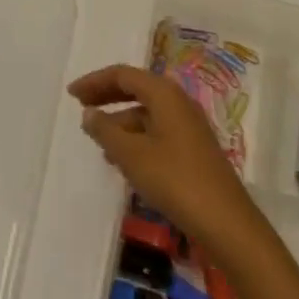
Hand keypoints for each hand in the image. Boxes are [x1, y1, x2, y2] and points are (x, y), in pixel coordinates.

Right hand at [69, 64, 262, 253]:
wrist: (227, 223)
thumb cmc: (175, 180)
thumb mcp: (132, 156)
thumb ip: (106, 131)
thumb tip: (89, 113)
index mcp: (164, 93)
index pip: (122, 75)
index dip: (95, 81)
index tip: (72, 94)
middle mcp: (177, 101)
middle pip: (135, 89)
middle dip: (106, 96)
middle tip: (81, 108)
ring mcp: (188, 125)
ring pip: (146, 113)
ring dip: (120, 121)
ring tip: (98, 142)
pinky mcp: (193, 149)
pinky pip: (156, 131)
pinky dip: (136, 138)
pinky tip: (123, 161)